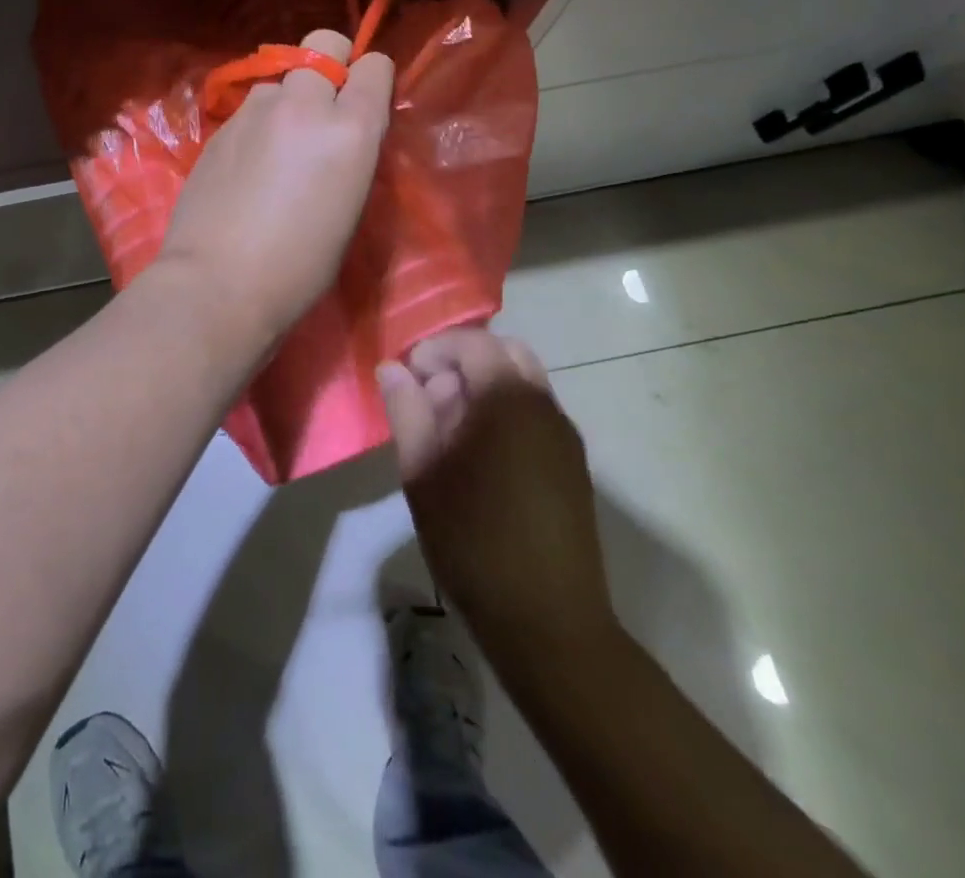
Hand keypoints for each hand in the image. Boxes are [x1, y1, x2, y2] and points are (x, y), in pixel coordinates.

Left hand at [153, 28, 392, 351]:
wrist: (218, 282)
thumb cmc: (300, 266)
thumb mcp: (350, 208)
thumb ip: (352, 153)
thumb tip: (344, 132)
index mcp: (350, 129)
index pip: (374, 66)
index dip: (372, 78)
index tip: (366, 100)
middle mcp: (303, 105)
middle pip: (322, 44)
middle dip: (330, 64)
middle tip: (324, 105)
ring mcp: (255, 112)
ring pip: (279, 79)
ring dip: (287, 99)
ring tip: (277, 145)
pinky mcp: (219, 128)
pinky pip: (249, 109)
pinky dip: (257, 124)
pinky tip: (247, 165)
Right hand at [378, 329, 617, 651]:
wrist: (549, 623)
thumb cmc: (473, 540)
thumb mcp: (423, 472)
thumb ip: (406, 410)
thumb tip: (391, 367)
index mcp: (508, 399)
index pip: (473, 342)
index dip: (434, 350)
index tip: (406, 380)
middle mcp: (544, 405)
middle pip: (504, 352)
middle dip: (462, 362)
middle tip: (428, 399)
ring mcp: (564, 435)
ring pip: (523, 381)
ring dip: (483, 387)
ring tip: (448, 431)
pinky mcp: (572, 464)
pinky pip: (535, 413)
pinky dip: (504, 412)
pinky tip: (479, 457)